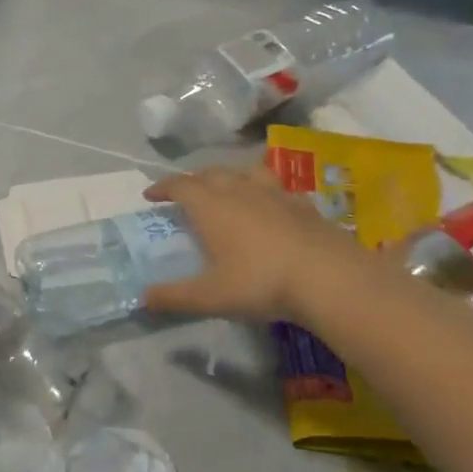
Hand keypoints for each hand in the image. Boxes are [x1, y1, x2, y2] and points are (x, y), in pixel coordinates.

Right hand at [141, 165, 363, 321]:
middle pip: (211, 173)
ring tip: (227, 190)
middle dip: (193, 181)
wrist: (329, 278)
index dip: (162, 187)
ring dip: (230, 177)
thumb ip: (174, 297)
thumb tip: (142, 298)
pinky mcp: (304, 205)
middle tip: (185, 195)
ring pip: (246, 173)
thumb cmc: (260, 282)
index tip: (150, 195)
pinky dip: (264, 193)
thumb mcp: (210, 296)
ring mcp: (275, 194)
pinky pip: (277, 189)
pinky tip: (270, 207)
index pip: (179, 185)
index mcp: (211, 206)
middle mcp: (240, 191)